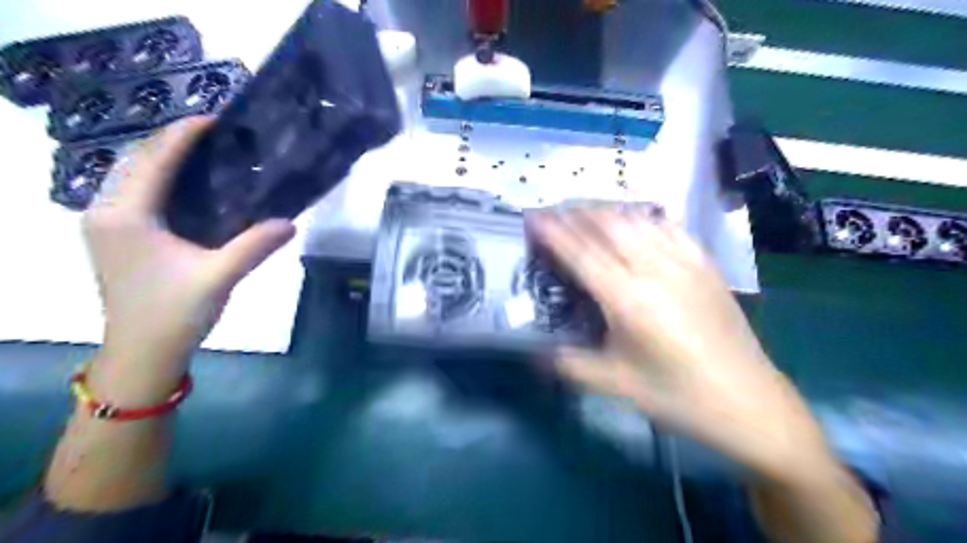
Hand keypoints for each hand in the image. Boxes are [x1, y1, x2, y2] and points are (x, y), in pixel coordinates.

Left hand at [83, 119, 294, 398]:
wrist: (142, 353)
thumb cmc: (174, 312)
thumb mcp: (219, 276)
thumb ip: (255, 245)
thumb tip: (290, 222)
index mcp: (126, 215)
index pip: (154, 160)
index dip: (183, 135)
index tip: (215, 119)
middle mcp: (108, 212)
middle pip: (137, 161)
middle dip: (172, 142)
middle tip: (216, 135)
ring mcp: (108, 226)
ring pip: (133, 177)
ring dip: (165, 160)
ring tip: (205, 153)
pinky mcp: (117, 239)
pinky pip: (137, 194)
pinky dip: (161, 181)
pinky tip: (188, 186)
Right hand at [528, 208, 831, 478]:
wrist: (747, 401)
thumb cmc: (677, 395)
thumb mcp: (615, 384)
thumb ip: (568, 363)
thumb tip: (532, 351)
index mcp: (630, 300)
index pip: (582, 254)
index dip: (554, 232)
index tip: (533, 217)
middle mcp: (656, 270)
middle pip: (608, 226)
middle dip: (575, 213)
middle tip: (552, 212)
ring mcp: (685, 262)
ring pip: (637, 220)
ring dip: (605, 211)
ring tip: (583, 211)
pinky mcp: (705, 264)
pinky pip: (669, 226)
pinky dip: (642, 217)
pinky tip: (632, 219)